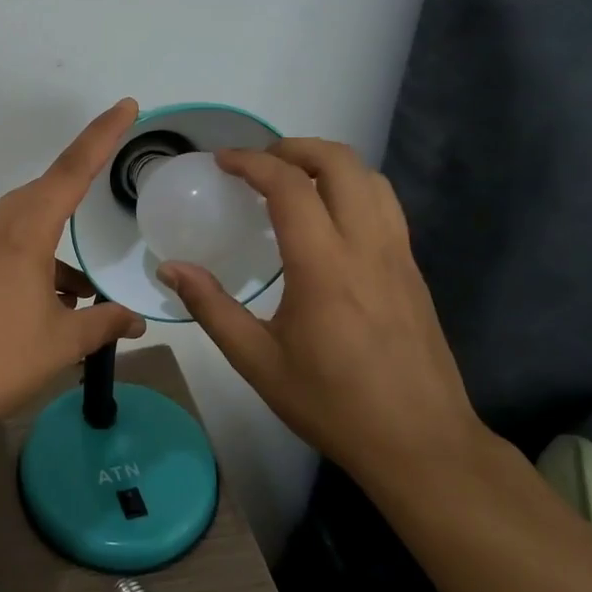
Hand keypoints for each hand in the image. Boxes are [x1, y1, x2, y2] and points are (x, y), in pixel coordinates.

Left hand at [0, 100, 148, 440]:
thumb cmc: (0, 361)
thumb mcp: (63, 342)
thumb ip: (104, 323)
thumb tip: (136, 321)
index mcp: (22, 231)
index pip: (71, 171)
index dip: (101, 136)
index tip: (125, 106)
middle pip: (42, 198)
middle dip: (74, 210)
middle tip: (99, 227)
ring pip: (19, 226)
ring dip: (49, 249)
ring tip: (76, 293)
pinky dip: (24, 262)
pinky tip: (40, 301)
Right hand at [156, 139, 482, 490]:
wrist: (422, 444)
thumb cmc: (332, 404)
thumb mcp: (257, 361)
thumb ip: (211, 307)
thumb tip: (170, 268)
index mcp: (325, 267)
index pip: (291, 187)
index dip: (252, 162)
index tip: (222, 161)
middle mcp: (367, 247)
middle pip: (341, 163)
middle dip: (295, 148)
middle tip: (257, 163)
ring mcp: (399, 256)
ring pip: (372, 179)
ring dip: (328, 164)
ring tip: (290, 181)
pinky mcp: (414, 270)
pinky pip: (385, 206)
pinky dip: (351, 189)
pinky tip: (325, 219)